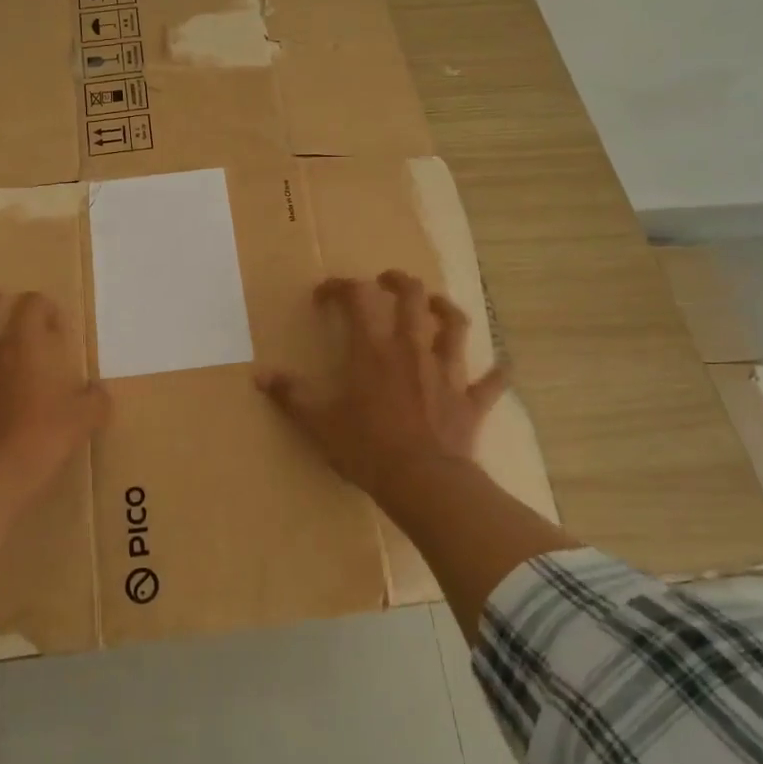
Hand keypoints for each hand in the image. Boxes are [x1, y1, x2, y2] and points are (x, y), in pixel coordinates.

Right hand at [257, 270, 505, 500]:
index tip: (326, 292)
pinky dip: (497, 372)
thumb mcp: (319, 423)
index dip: (341, 287)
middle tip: (387, 281)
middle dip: (399, 282)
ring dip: (446, 310)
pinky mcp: (471, 400)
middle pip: (412, 297)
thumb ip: (291, 395)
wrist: (424, 483)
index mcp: (373, 350)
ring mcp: (447, 372)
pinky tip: (502, 366)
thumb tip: (260, 375)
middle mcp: (412, 349)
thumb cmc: (367, 448)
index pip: (357, 299)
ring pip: (455, 326)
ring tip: (437, 304)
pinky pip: (492, 381)